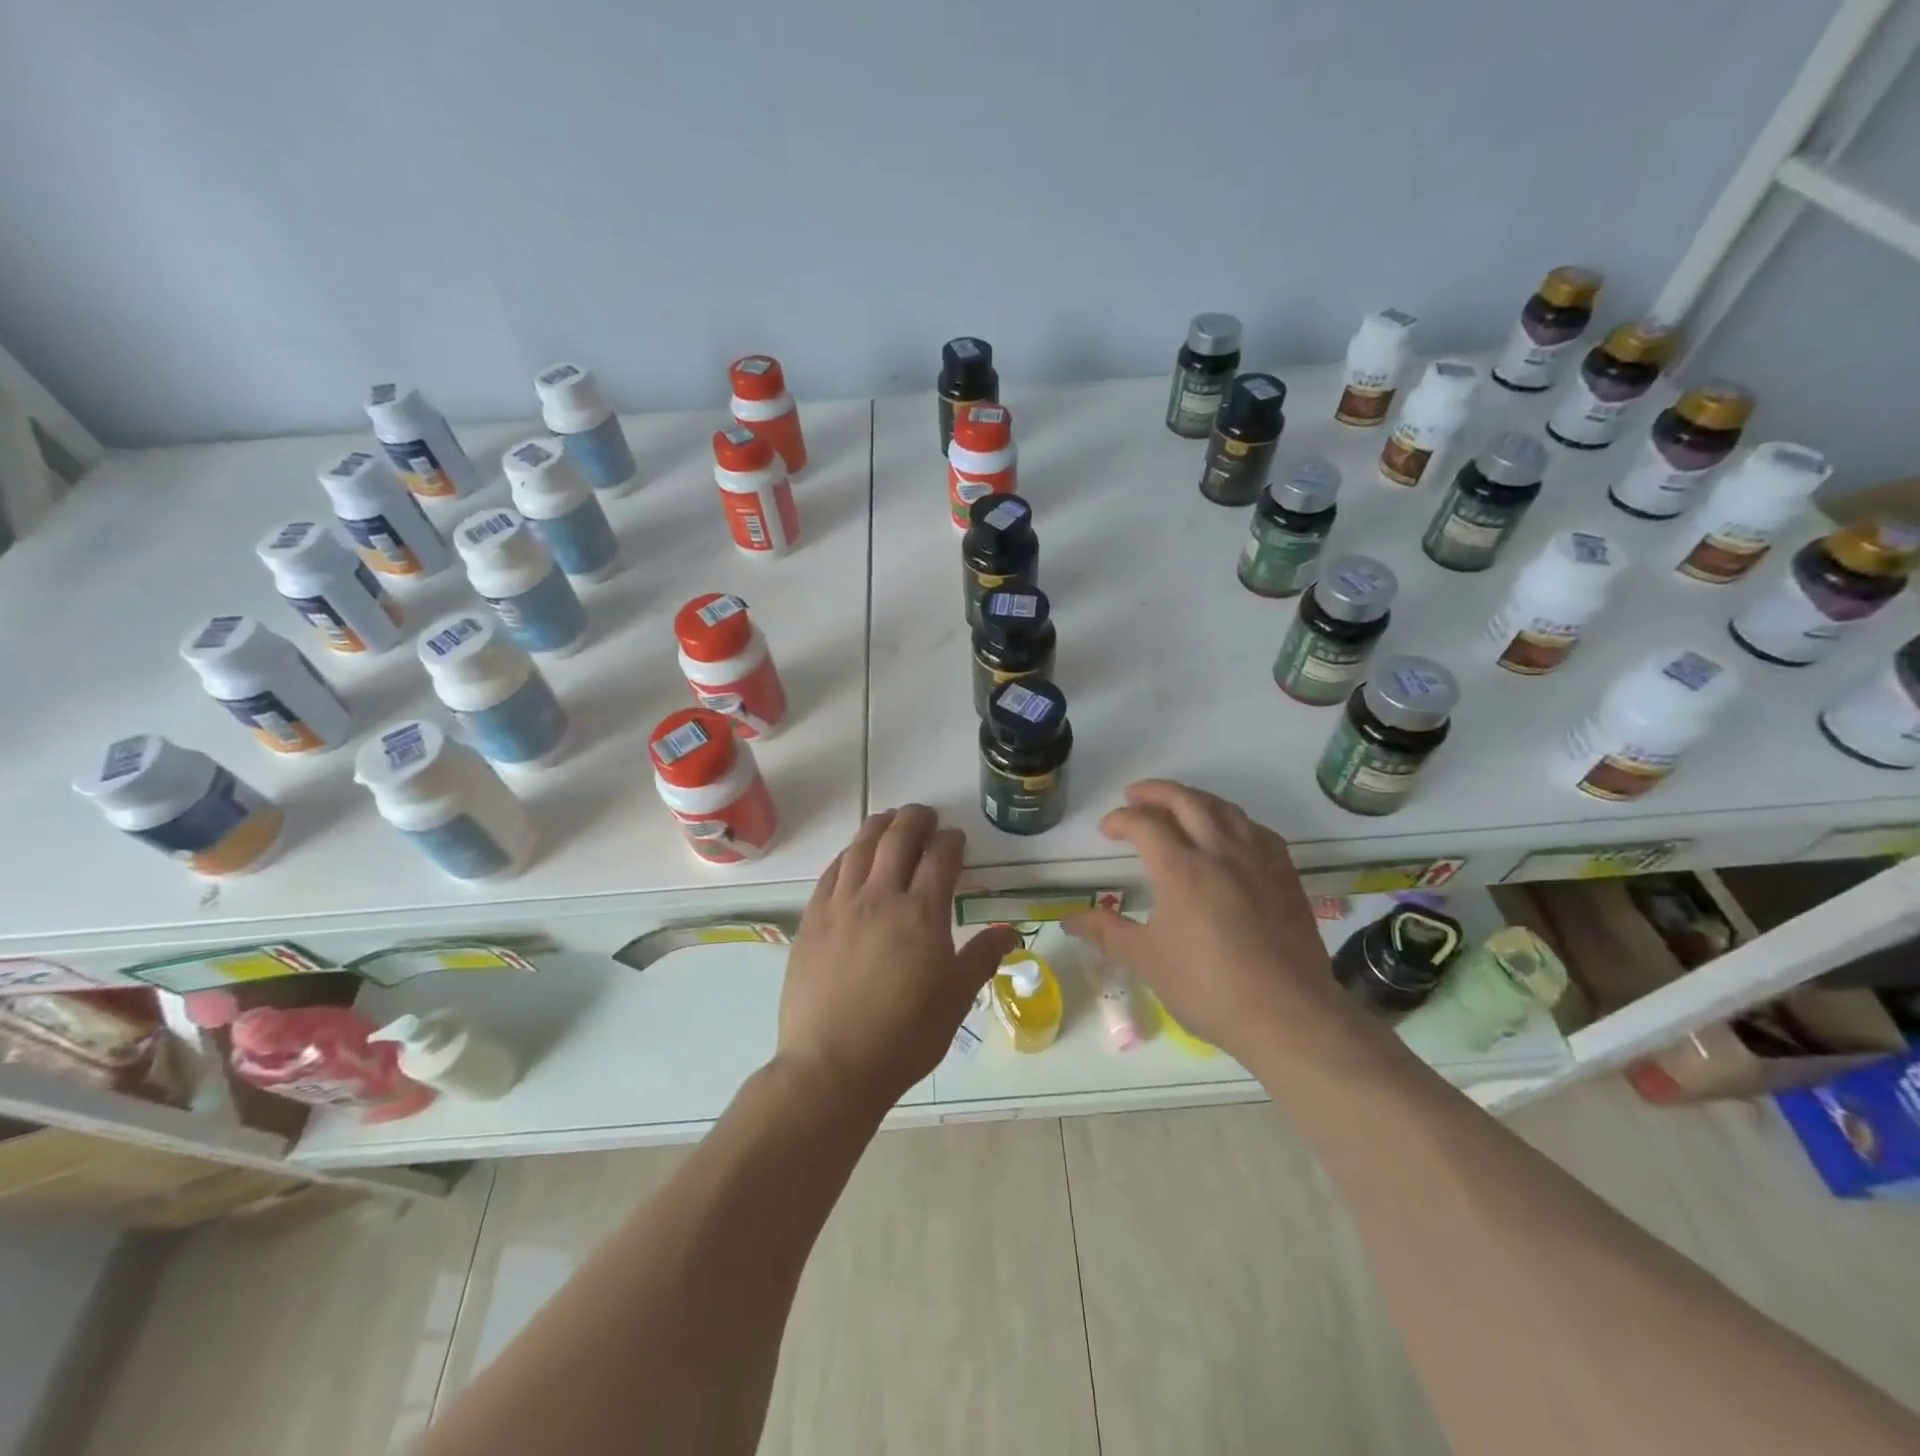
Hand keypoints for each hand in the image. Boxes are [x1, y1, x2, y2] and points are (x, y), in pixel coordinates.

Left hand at [778, 805, 1020, 1109]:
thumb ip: (983, 957)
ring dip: (878, 827)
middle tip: (924, 815)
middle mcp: (880, 896)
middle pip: (898, 839)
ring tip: (888, 820)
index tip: (955, 837)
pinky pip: (830, 872)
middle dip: (915, 820)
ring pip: (860, 847)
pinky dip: (846, 854)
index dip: (950, 841)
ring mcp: (841, 905)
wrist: (832, 1065)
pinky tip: (851, 856)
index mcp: (922, 913)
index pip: (940, 858)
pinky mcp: (812, 919)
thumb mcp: (956, 999)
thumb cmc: (905, 1036)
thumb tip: (1010, 931)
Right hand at [1063, 780, 1340, 1059]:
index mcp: (1181, 869)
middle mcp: (1220, 852)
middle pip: (1186, 801)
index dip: (1120, 819)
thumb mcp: (1147, 960)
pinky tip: (1229, 834)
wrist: (1287, 1015)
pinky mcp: (1285, 875)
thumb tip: (1069, 920)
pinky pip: (1256, 829)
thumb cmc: (1208, 988)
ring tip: (1177, 805)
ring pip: (1224, 809)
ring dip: (1195, 798)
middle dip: (1156, 792)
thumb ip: (1107, 932)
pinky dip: (1233, 820)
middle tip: (1135, 796)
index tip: (1106, 829)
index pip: (1145, 824)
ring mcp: (1258, 860)